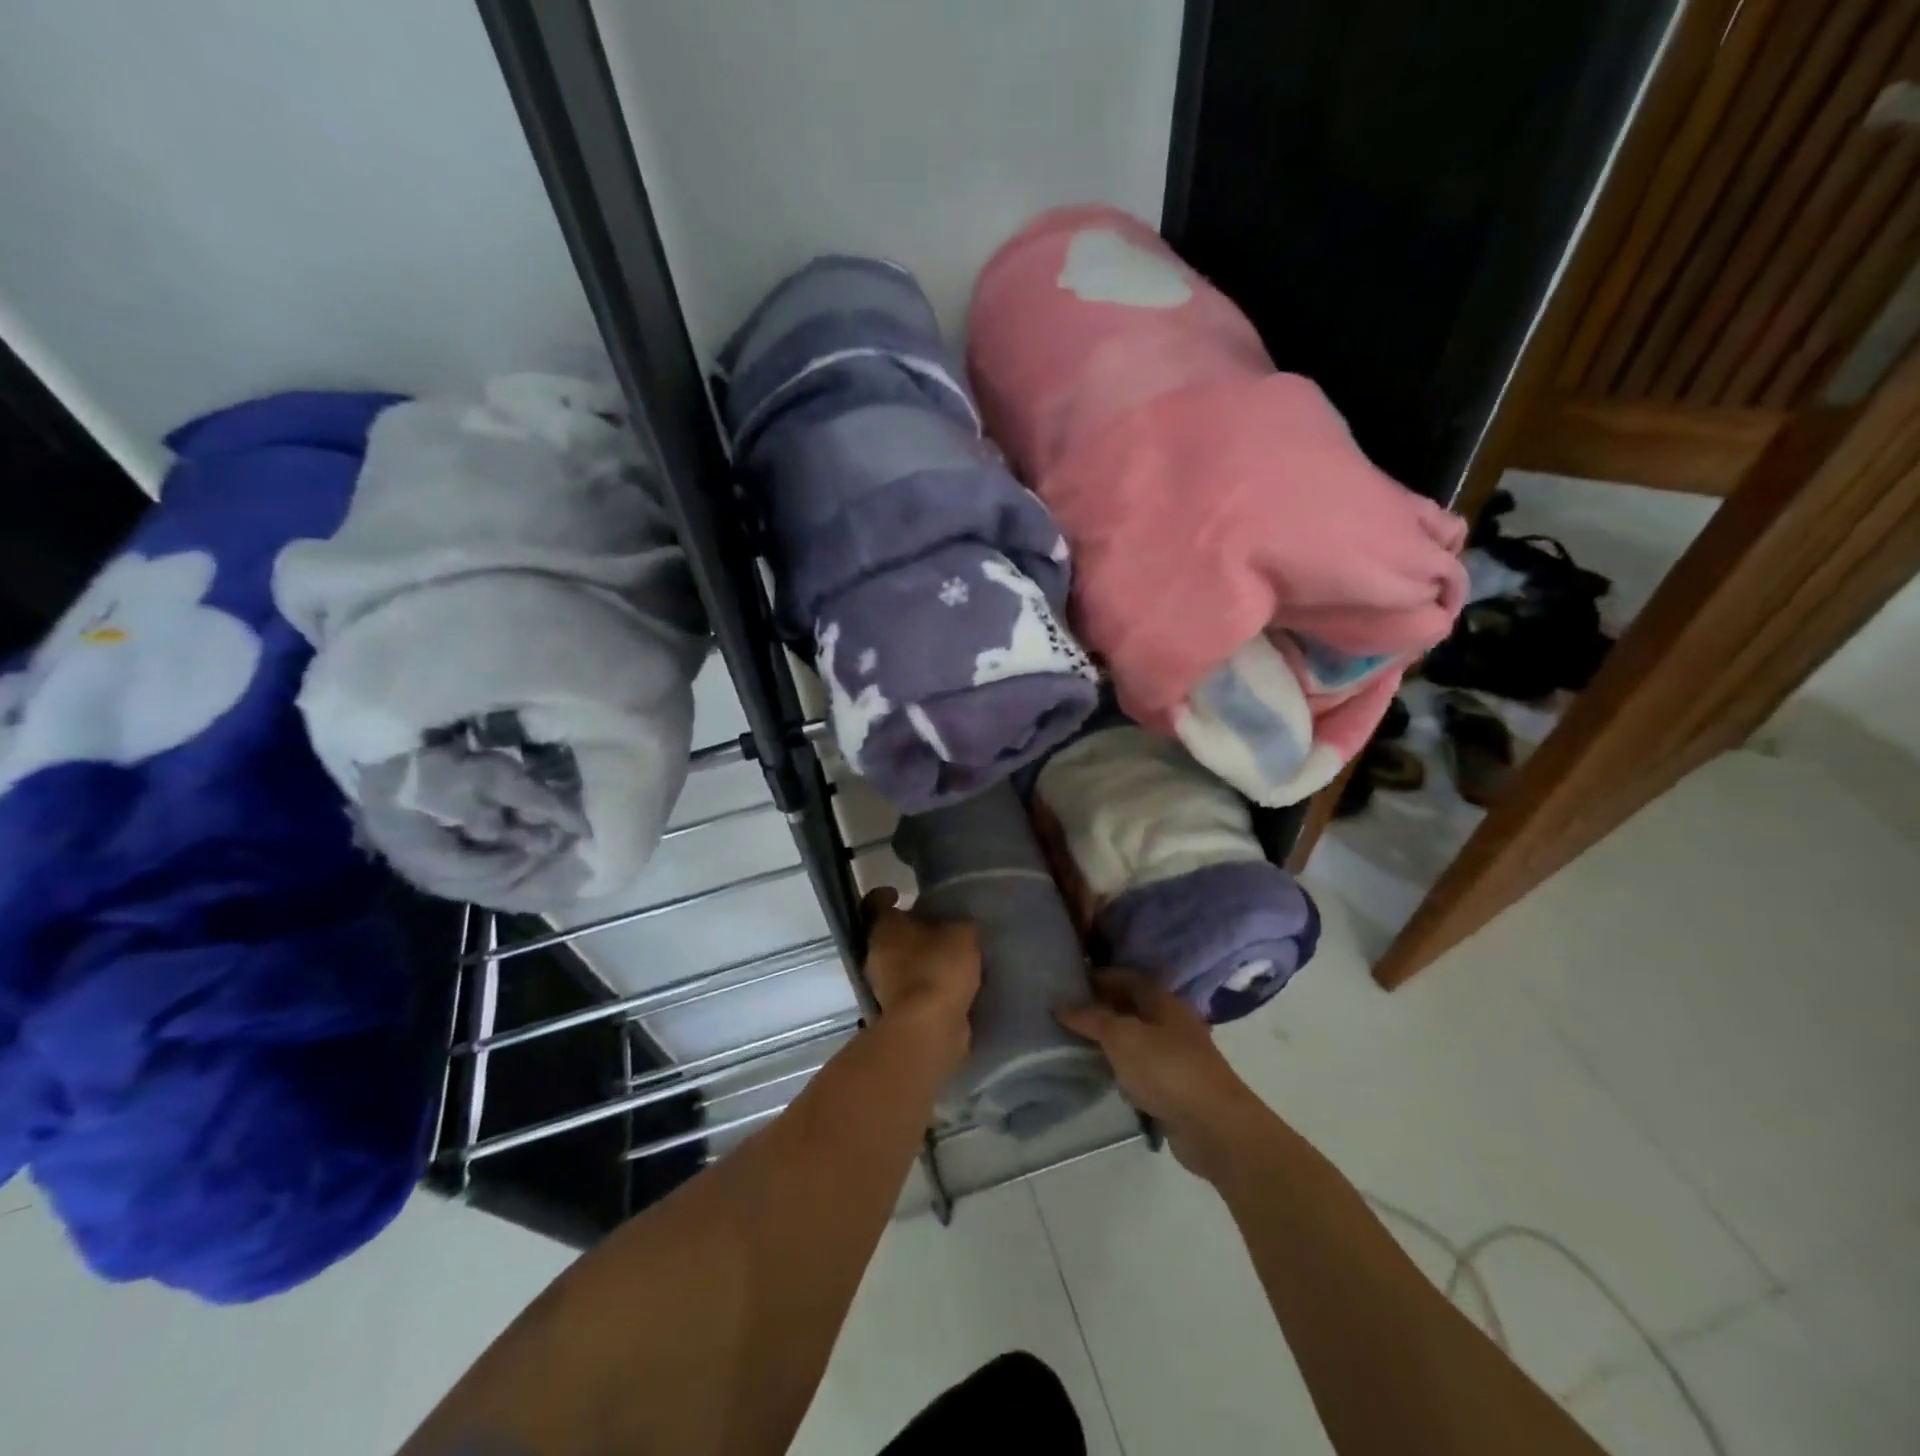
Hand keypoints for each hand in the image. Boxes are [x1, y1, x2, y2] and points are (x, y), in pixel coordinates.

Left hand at [860, 889, 979, 1072]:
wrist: (929, 1029)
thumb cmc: (939, 968)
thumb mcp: (962, 934)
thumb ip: (958, 923)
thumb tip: (956, 923)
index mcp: (883, 927)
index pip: (873, 902)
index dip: (885, 895)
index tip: (900, 893)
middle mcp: (874, 954)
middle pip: (887, 934)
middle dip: (908, 930)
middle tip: (935, 926)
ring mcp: (881, 986)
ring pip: (896, 963)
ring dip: (916, 959)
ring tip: (946, 956)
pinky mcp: (894, 1013)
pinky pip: (909, 989)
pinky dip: (923, 985)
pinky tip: (948, 984)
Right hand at [1058, 970, 1268, 1180]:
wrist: (1214, 1127)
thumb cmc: (1167, 1069)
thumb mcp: (1121, 1037)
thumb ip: (1091, 1018)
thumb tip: (1060, 1004)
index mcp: (1163, 1000)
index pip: (1126, 977)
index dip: (1098, 977)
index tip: (1068, 983)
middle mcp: (1172, 1022)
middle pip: (1131, 1006)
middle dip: (1100, 1008)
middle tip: (1065, 1013)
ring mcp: (1176, 1055)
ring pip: (1135, 1038)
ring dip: (1109, 1040)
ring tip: (1074, 1042)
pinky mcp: (1175, 1086)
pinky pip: (1141, 1068)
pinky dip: (1121, 1067)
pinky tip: (1102, 1073)